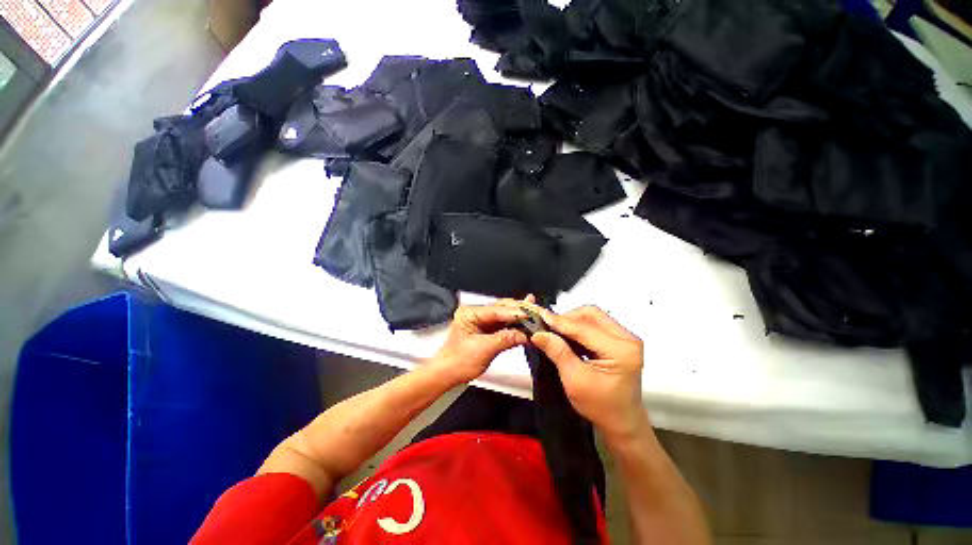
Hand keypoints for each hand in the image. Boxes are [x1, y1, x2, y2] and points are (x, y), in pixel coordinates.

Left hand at [428, 302, 528, 385]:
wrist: (448, 374)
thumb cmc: (458, 361)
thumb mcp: (483, 349)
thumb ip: (505, 339)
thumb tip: (524, 335)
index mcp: (469, 313)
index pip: (495, 310)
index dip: (513, 312)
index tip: (529, 315)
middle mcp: (476, 314)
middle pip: (501, 309)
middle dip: (518, 310)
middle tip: (535, 310)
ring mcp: (482, 321)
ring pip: (504, 315)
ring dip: (519, 316)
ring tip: (534, 311)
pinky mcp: (487, 329)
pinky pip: (503, 324)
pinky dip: (515, 325)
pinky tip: (526, 321)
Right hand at [528, 304, 646, 438]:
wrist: (621, 422)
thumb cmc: (600, 406)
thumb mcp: (574, 380)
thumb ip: (558, 352)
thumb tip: (538, 333)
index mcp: (621, 350)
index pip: (584, 327)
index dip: (560, 321)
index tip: (539, 316)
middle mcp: (627, 338)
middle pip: (591, 314)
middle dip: (567, 318)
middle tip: (549, 327)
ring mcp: (626, 338)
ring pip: (593, 317)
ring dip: (572, 321)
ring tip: (556, 331)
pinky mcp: (620, 340)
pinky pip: (596, 324)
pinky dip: (579, 327)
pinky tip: (567, 336)